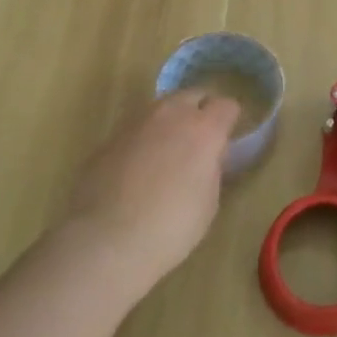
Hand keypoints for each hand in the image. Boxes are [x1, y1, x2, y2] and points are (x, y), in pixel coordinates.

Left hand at [59, 91, 242, 296]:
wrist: (106, 241)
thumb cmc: (171, 227)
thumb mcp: (209, 201)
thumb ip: (211, 168)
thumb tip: (207, 157)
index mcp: (203, 129)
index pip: (227, 106)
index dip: (230, 121)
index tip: (227, 141)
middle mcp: (170, 115)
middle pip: (193, 95)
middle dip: (200, 111)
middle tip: (200, 141)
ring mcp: (135, 123)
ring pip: (161, 108)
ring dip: (170, 122)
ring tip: (167, 153)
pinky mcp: (108, 139)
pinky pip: (135, 129)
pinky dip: (143, 141)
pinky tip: (137, 170)